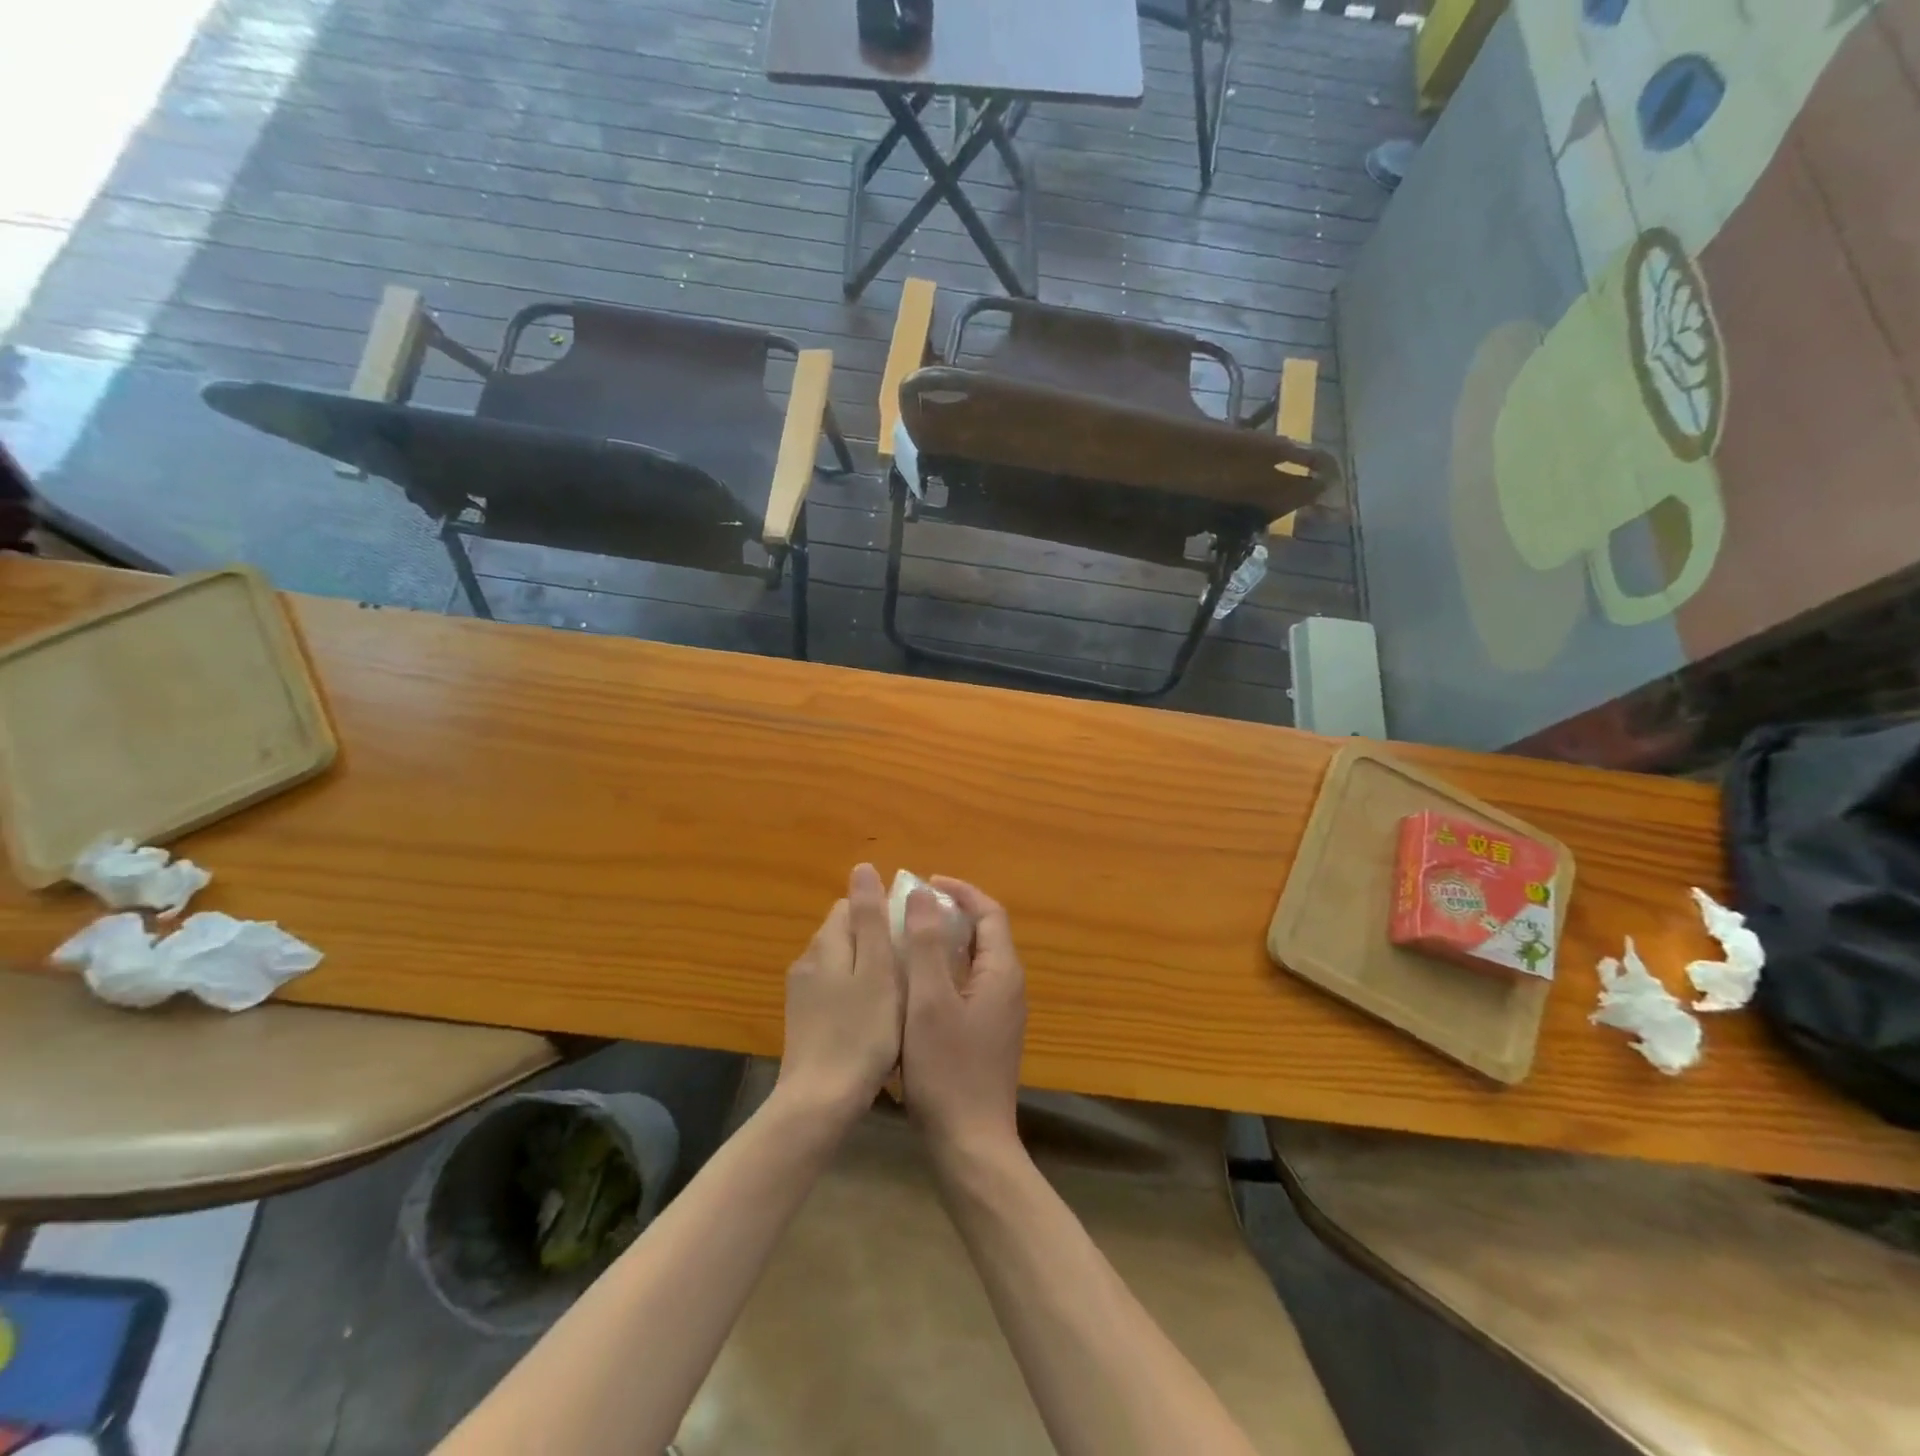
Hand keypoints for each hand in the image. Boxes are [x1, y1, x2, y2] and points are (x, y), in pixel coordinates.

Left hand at [775, 863, 903, 1126]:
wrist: (820, 1103)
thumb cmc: (861, 1033)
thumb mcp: (877, 970)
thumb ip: (870, 918)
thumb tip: (862, 867)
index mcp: (826, 944)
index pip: (851, 906)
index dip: (882, 911)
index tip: (910, 932)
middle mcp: (808, 962)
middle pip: (845, 932)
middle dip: (876, 939)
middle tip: (911, 964)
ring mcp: (802, 994)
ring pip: (841, 963)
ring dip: (867, 967)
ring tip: (899, 991)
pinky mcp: (804, 1022)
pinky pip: (835, 991)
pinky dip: (856, 993)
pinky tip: (875, 1018)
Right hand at [900, 877, 1026, 1163]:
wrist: (970, 1144)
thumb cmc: (947, 1069)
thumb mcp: (929, 1001)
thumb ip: (926, 944)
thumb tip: (924, 893)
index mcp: (1002, 972)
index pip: (989, 913)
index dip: (960, 892)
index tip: (925, 883)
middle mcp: (1008, 987)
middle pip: (984, 934)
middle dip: (950, 914)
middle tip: (910, 909)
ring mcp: (1000, 1013)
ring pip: (974, 962)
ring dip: (944, 943)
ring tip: (906, 939)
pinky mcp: (987, 1034)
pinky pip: (968, 986)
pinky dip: (944, 972)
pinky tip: (913, 986)